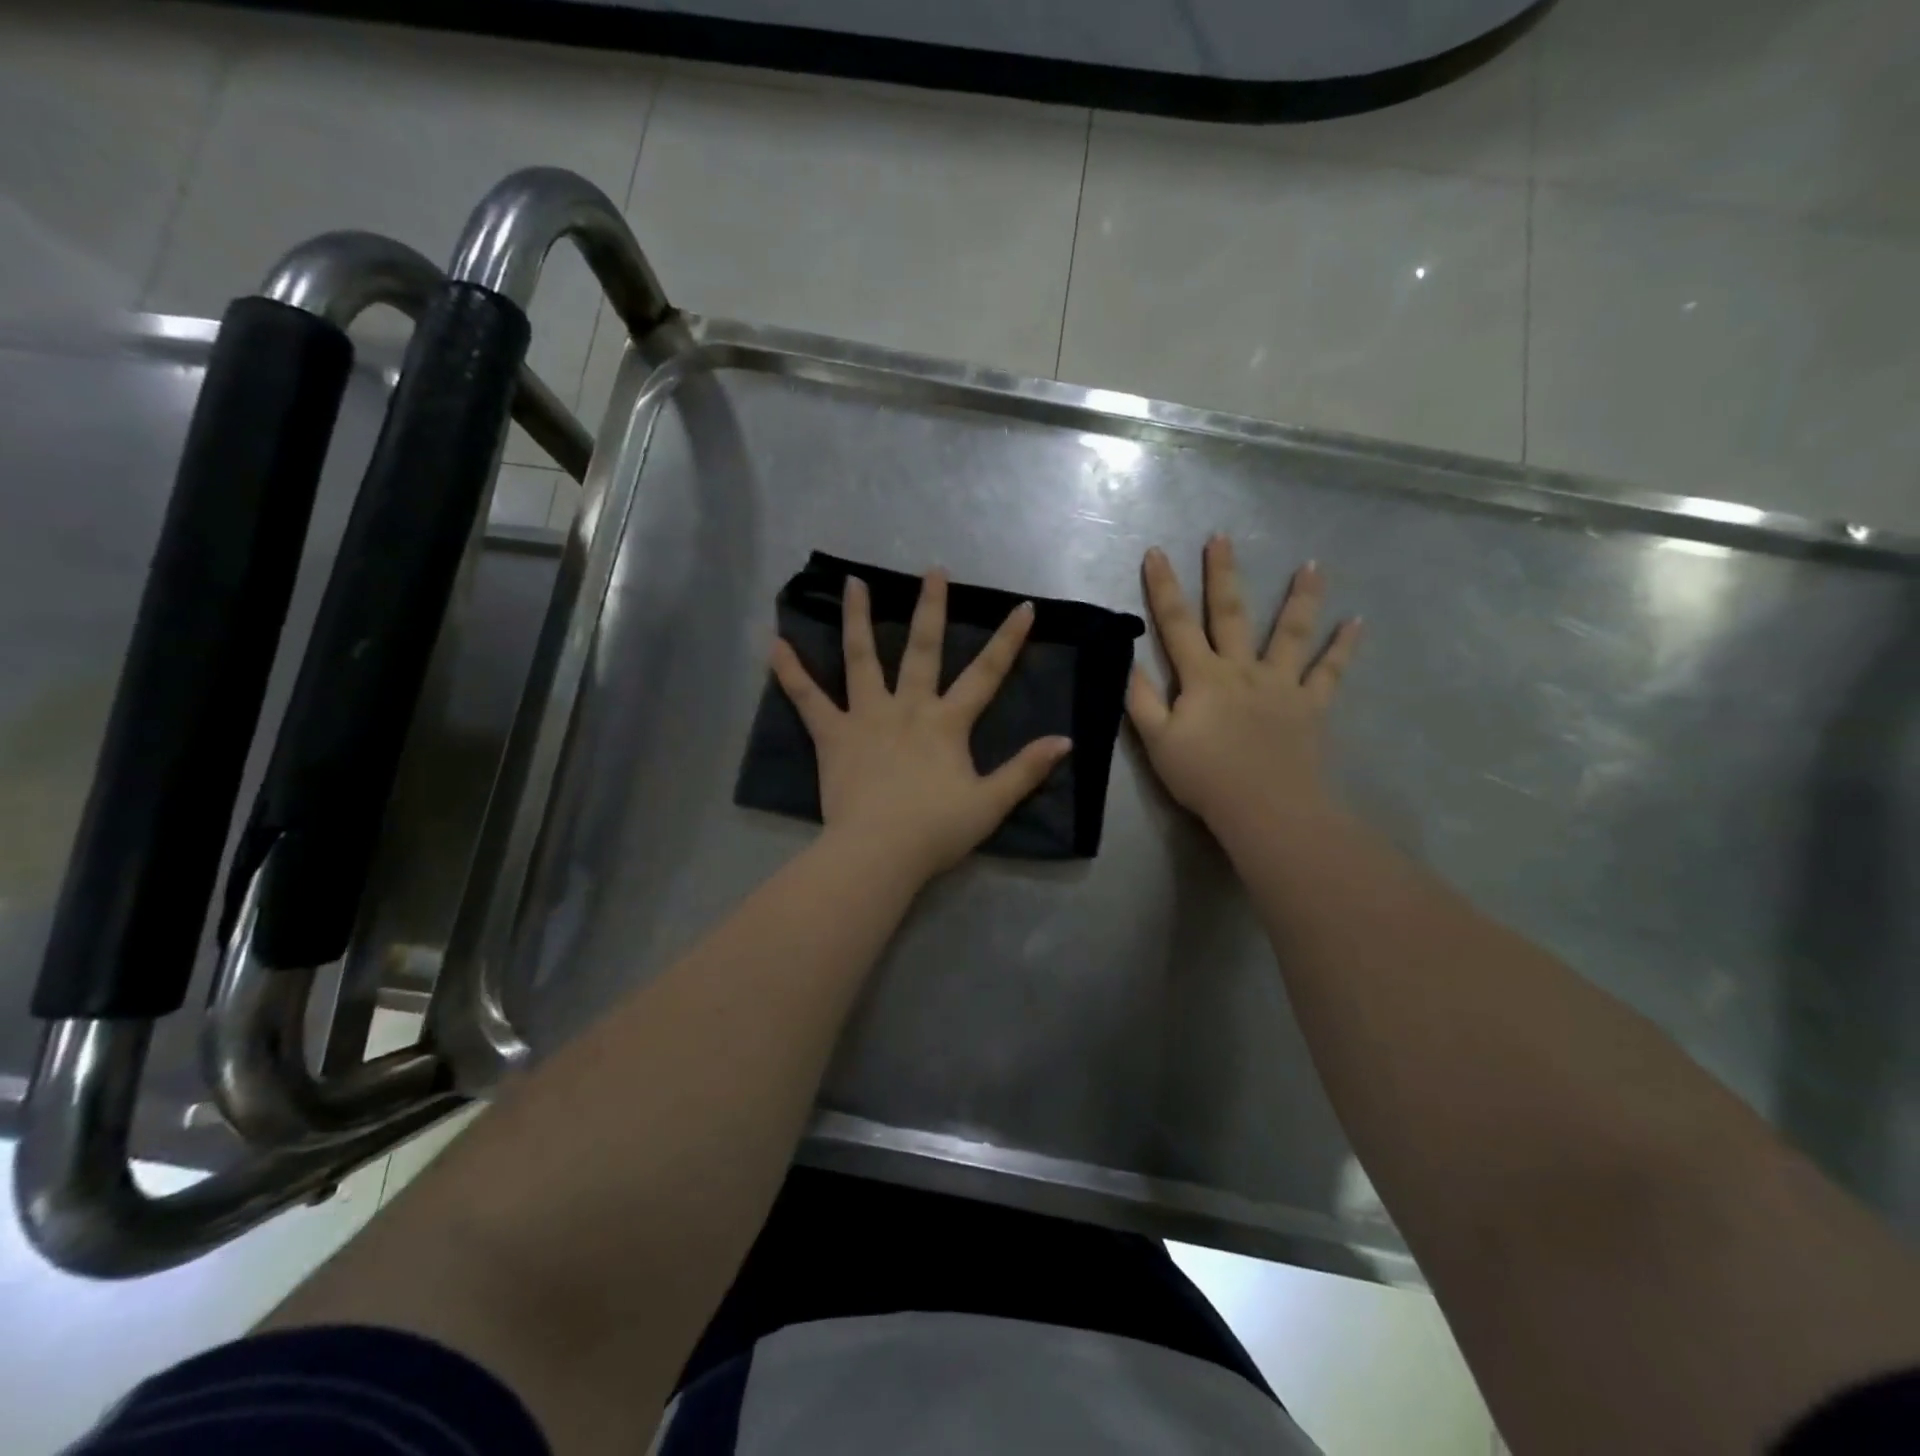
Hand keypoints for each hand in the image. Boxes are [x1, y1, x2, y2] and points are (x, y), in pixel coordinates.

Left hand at [770, 570, 1071, 882]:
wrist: (879, 852)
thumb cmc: (936, 830)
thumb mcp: (991, 803)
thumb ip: (1026, 769)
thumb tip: (1065, 741)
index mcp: (947, 722)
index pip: (986, 674)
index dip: (1008, 641)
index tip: (1024, 607)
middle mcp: (907, 707)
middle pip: (922, 649)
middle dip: (931, 608)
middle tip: (933, 571)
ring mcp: (866, 716)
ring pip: (861, 658)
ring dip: (857, 618)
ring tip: (854, 582)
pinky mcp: (832, 735)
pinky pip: (807, 698)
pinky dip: (790, 672)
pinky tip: (774, 644)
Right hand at [1127, 537, 1360, 837]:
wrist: (1265, 807)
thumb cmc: (1205, 777)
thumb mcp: (1157, 741)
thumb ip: (1141, 700)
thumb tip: (1128, 660)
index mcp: (1202, 677)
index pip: (1176, 624)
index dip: (1164, 588)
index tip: (1156, 552)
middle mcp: (1242, 670)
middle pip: (1230, 614)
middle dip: (1223, 574)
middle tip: (1221, 538)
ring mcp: (1281, 685)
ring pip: (1291, 633)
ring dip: (1301, 598)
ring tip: (1313, 566)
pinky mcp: (1311, 706)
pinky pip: (1329, 672)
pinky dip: (1343, 647)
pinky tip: (1357, 622)